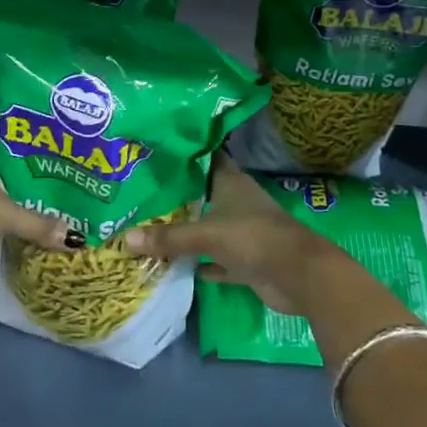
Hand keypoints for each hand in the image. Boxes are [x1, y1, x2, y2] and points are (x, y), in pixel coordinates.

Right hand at [122, 155, 349, 313]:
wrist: (300, 276)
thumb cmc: (254, 238)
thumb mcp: (208, 234)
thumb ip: (170, 238)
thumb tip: (126, 238)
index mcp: (231, 182)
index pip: (205, 158)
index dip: (184, 153)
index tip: (157, 150)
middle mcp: (236, 202)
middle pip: (203, 194)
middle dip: (178, 195)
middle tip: (142, 191)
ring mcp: (243, 232)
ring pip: (209, 227)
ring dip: (188, 230)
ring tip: (150, 225)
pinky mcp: (246, 261)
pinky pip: (216, 259)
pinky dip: (200, 263)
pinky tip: (176, 265)